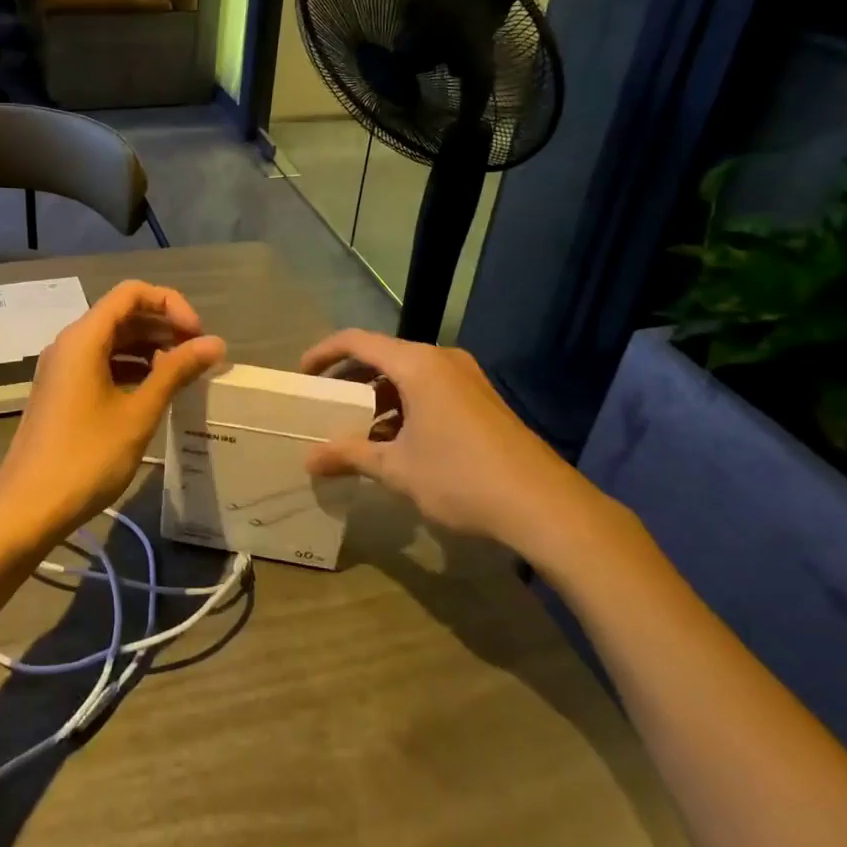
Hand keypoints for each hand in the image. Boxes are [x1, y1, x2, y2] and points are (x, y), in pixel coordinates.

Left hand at [0, 282, 224, 551]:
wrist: (27, 508)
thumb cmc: (86, 457)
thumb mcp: (138, 413)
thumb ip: (176, 372)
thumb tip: (215, 343)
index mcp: (84, 337)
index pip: (132, 293)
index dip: (170, 304)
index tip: (196, 335)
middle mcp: (69, 343)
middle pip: (122, 314)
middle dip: (163, 326)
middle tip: (197, 355)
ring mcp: (62, 368)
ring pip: (112, 340)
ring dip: (149, 348)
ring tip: (182, 374)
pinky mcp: (62, 392)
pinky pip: (101, 363)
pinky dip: (130, 368)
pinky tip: (153, 392)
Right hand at [299, 331, 616, 568]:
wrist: (544, 505)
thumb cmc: (461, 477)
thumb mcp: (397, 469)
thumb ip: (350, 456)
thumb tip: (308, 460)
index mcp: (417, 364)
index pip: (357, 341)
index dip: (323, 353)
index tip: (301, 375)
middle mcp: (441, 359)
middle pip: (382, 355)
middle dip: (349, 378)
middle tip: (323, 403)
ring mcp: (466, 378)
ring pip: (407, 374)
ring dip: (378, 395)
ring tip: (355, 427)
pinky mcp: (481, 398)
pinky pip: (430, 388)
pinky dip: (404, 404)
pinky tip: (395, 440)